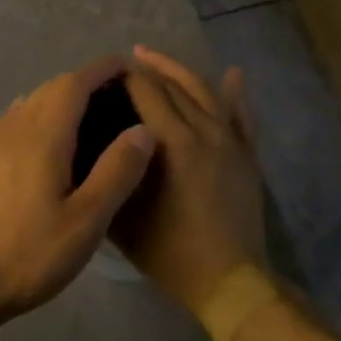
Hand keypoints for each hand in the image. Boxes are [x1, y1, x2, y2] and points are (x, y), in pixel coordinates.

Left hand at [0, 56, 156, 325]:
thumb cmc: (28, 254)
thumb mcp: (85, 221)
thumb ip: (116, 172)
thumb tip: (143, 129)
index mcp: (43, 136)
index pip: (74, 83)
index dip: (101, 70)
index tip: (127, 65)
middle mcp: (15, 129)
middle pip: (51, 89)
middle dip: (84, 82)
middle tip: (117, 95)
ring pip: (30, 104)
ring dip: (60, 98)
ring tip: (89, 116)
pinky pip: (14, 122)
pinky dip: (38, 115)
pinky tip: (46, 137)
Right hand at [112, 46, 267, 323]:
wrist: (230, 282)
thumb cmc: (170, 251)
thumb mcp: (124, 216)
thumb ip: (110, 174)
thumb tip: (94, 146)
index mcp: (174, 142)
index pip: (146, 92)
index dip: (125, 76)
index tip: (104, 72)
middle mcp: (204, 131)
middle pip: (173, 86)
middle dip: (147, 69)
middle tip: (124, 62)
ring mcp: (230, 141)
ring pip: (205, 91)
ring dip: (179, 71)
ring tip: (155, 58)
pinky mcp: (246, 156)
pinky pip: (241, 116)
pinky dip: (235, 93)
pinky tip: (232, 74)